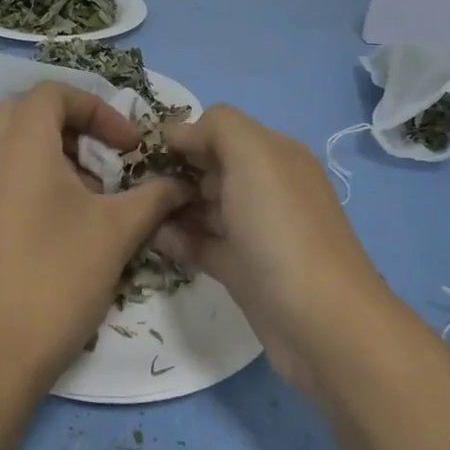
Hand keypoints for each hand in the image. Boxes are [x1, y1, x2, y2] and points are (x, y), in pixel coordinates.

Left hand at [0, 82, 193, 390]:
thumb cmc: (56, 279)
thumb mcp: (117, 232)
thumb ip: (155, 196)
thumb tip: (183, 183)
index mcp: (20, 146)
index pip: (54, 94)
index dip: (99, 109)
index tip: (129, 146)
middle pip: (29, 113)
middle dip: (75, 126)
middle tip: (107, 160)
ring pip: (13, 145)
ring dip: (56, 153)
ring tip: (92, 195)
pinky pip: (2, 175)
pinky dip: (35, 178)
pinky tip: (64, 223)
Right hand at [158, 105, 397, 397]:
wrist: (320, 320)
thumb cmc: (281, 227)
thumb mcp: (253, 155)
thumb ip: (217, 128)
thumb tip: (180, 132)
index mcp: (274, 154)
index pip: (220, 130)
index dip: (184, 135)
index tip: (142, 151)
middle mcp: (267, 188)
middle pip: (210, 169)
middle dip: (172, 171)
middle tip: (130, 185)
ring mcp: (256, 231)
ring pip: (204, 208)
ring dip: (170, 206)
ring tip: (132, 212)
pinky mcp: (243, 270)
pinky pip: (203, 245)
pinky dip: (178, 239)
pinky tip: (149, 239)